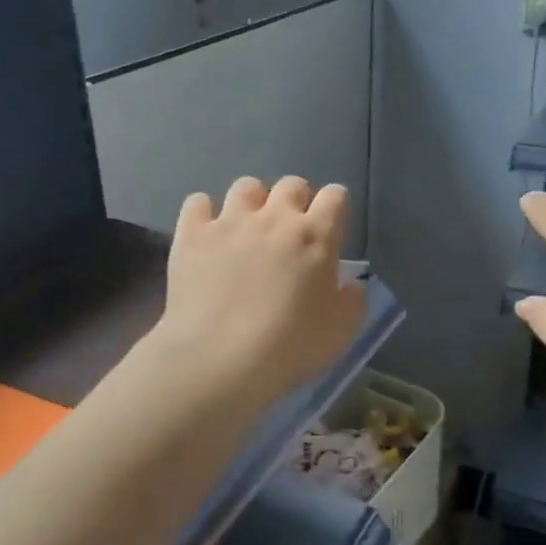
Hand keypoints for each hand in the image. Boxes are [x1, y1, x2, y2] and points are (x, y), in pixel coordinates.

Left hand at [150, 176, 366, 407]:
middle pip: (291, 185)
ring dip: (252, 202)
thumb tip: (352, 283)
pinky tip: (206, 234)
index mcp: (316, 236)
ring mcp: (230, 221)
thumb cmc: (288, 348)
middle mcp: (274, 217)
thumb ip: (353, 301)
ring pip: (246, 186)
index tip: (330, 230)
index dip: (334, 209)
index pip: (335, 196)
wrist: (218, 359)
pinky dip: (204, 213)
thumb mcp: (340, 333)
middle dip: (295, 201)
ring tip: (247, 229)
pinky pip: (198, 202)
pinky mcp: (192, 234)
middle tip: (289, 232)